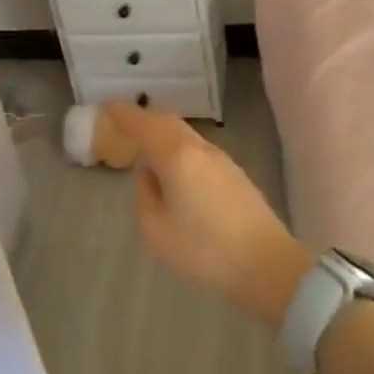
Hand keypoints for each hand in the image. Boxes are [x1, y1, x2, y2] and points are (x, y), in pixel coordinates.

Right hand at [103, 102, 310, 328]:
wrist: (267, 265)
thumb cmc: (204, 249)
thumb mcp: (156, 230)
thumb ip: (146, 195)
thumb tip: (150, 174)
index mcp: (176, 155)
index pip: (143, 124)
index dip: (123, 114)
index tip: (106, 108)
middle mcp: (199, 148)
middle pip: (167, 123)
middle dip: (144, 121)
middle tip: (125, 128)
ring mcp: (221, 160)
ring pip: (185, 136)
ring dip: (164, 137)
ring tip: (148, 153)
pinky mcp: (235, 175)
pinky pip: (198, 150)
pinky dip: (180, 150)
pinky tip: (177, 173)